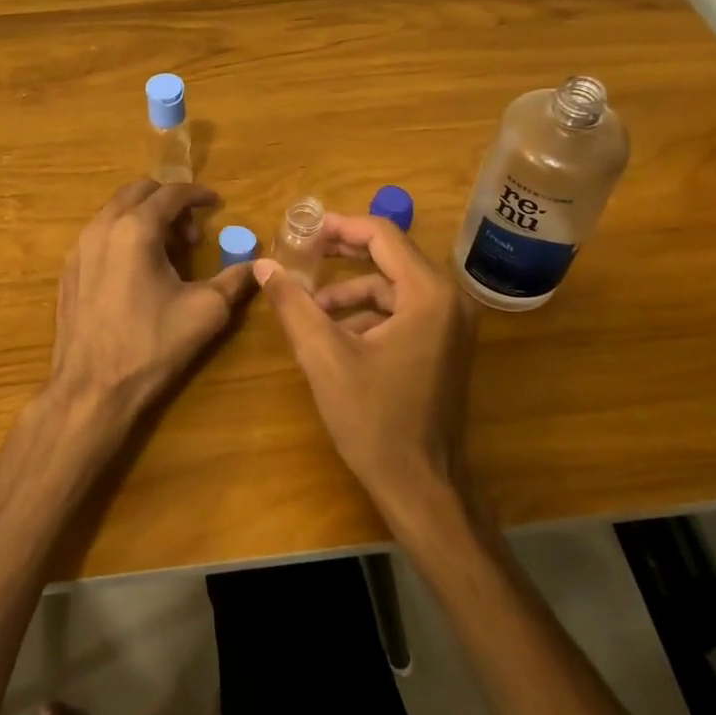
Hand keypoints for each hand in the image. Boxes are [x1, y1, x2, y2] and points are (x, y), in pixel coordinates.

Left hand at [47, 179, 257, 424]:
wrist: (91, 389)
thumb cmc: (152, 346)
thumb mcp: (206, 311)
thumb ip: (235, 279)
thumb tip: (257, 264)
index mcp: (136, 229)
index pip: (171, 192)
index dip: (198, 194)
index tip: (216, 204)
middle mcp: (102, 227)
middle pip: (138, 192)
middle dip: (169, 202)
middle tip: (192, 232)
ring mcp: (79, 248)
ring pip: (115, 211)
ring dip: (144, 218)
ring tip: (167, 251)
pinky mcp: (68, 270)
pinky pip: (99, 235)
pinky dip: (122, 235)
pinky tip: (137, 271)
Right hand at [254, 213, 478, 512]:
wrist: (421, 487)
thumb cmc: (374, 420)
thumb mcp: (324, 357)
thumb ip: (294, 304)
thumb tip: (264, 265)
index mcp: (429, 294)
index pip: (383, 235)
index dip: (339, 226)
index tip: (301, 232)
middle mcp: (450, 300)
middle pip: (391, 255)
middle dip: (343, 254)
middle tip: (301, 254)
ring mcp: (452, 324)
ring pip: (394, 286)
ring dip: (352, 291)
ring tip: (311, 309)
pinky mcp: (445, 345)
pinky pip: (403, 311)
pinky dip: (369, 314)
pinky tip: (336, 336)